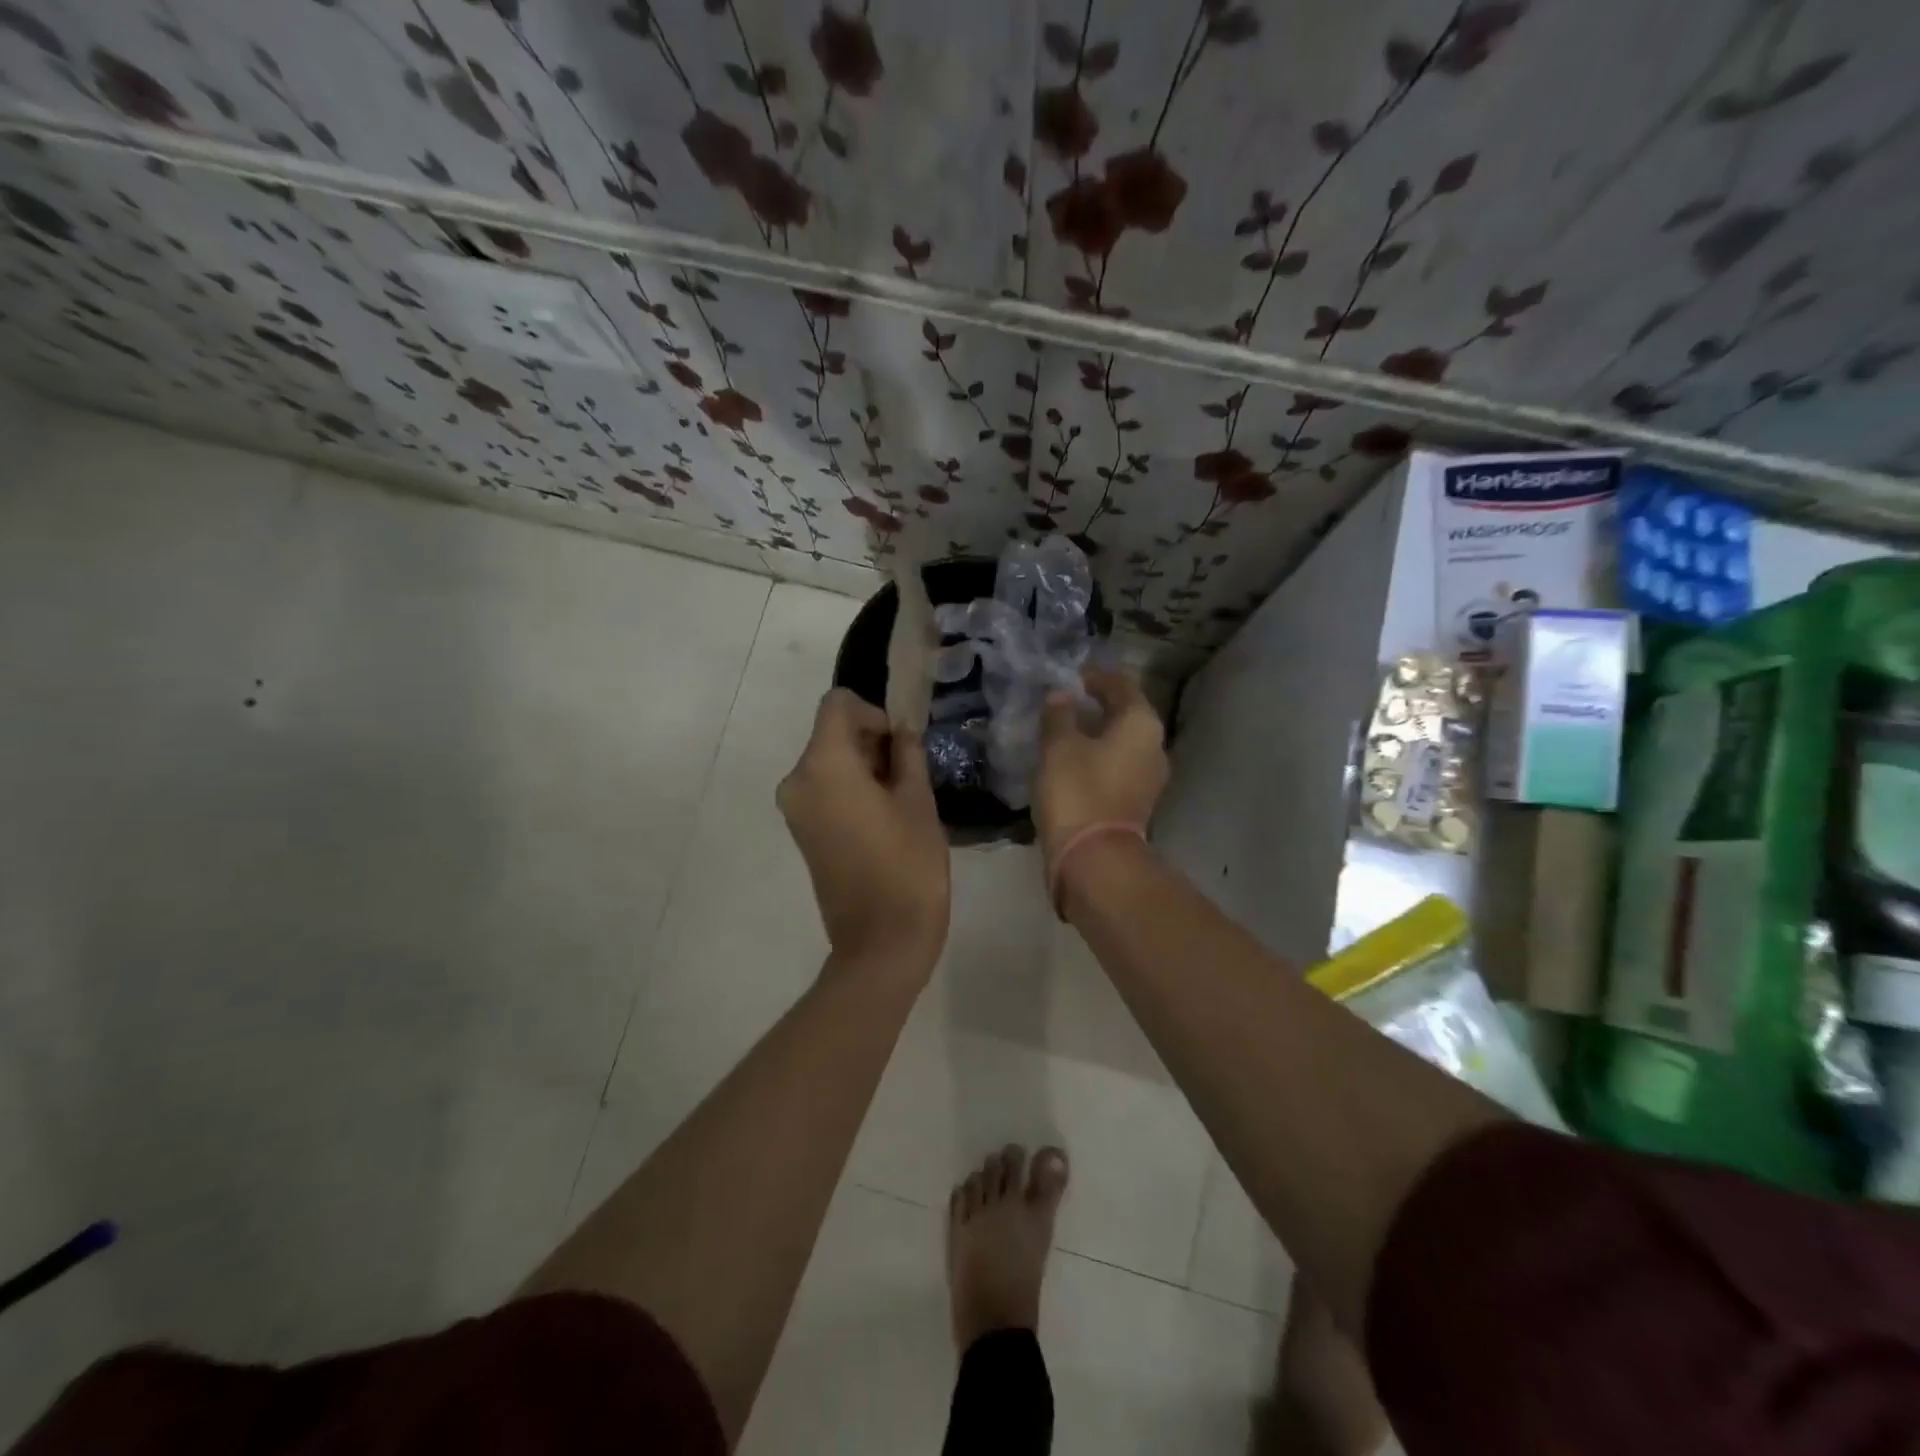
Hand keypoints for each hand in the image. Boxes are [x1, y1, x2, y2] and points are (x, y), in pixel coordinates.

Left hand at [778, 689, 950, 976]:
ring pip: (829, 761)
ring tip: (902, 798)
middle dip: (871, 741)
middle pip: (832, 733)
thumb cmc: (907, 866)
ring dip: (863, 766)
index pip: (837, 704)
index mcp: (823, 765)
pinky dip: (851, 788)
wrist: (881, 942)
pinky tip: (883, 816)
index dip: (873, 713)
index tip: (901, 746)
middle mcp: (797, 780)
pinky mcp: (802, 832)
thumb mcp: (918, 801)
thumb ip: (907, 754)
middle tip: (911, 772)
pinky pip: (824, 789)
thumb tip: (901, 731)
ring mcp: (795, 809)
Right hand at [1036, 669, 1167, 872]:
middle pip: (1125, 713)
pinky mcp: (1136, 801)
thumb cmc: (1078, 792)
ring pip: (1121, 742)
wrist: (1094, 859)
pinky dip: (1097, 757)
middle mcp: (1154, 746)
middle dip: (1097, 705)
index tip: (1071, 675)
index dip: (1096, 676)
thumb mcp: (1059, 746)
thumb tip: (1062, 696)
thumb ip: (1059, 715)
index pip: (1121, 685)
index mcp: (1141, 724)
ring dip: (1096, 732)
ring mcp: (1148, 777)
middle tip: (1065, 700)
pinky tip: (1072, 760)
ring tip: (1065, 729)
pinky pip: (1117, 766)